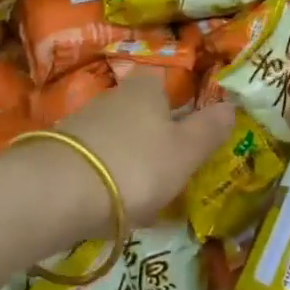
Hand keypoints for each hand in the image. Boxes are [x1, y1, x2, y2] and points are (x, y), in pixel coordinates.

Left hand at [61, 69, 234, 225]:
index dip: (178, 105)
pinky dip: (106, 178)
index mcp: (147, 88)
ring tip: (142, 197)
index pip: (165, 83)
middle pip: (140, 112)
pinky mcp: (60, 152)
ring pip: (117, 137)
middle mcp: (113, 96)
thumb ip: (209, 129)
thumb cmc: (136, 165)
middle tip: (170, 172)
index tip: (187, 134)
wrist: (58, 192)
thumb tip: (231, 105)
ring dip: (130, 161)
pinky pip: (95, 161)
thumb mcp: (186, 152)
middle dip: (154, 138)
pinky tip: (111, 206)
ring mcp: (83, 122)